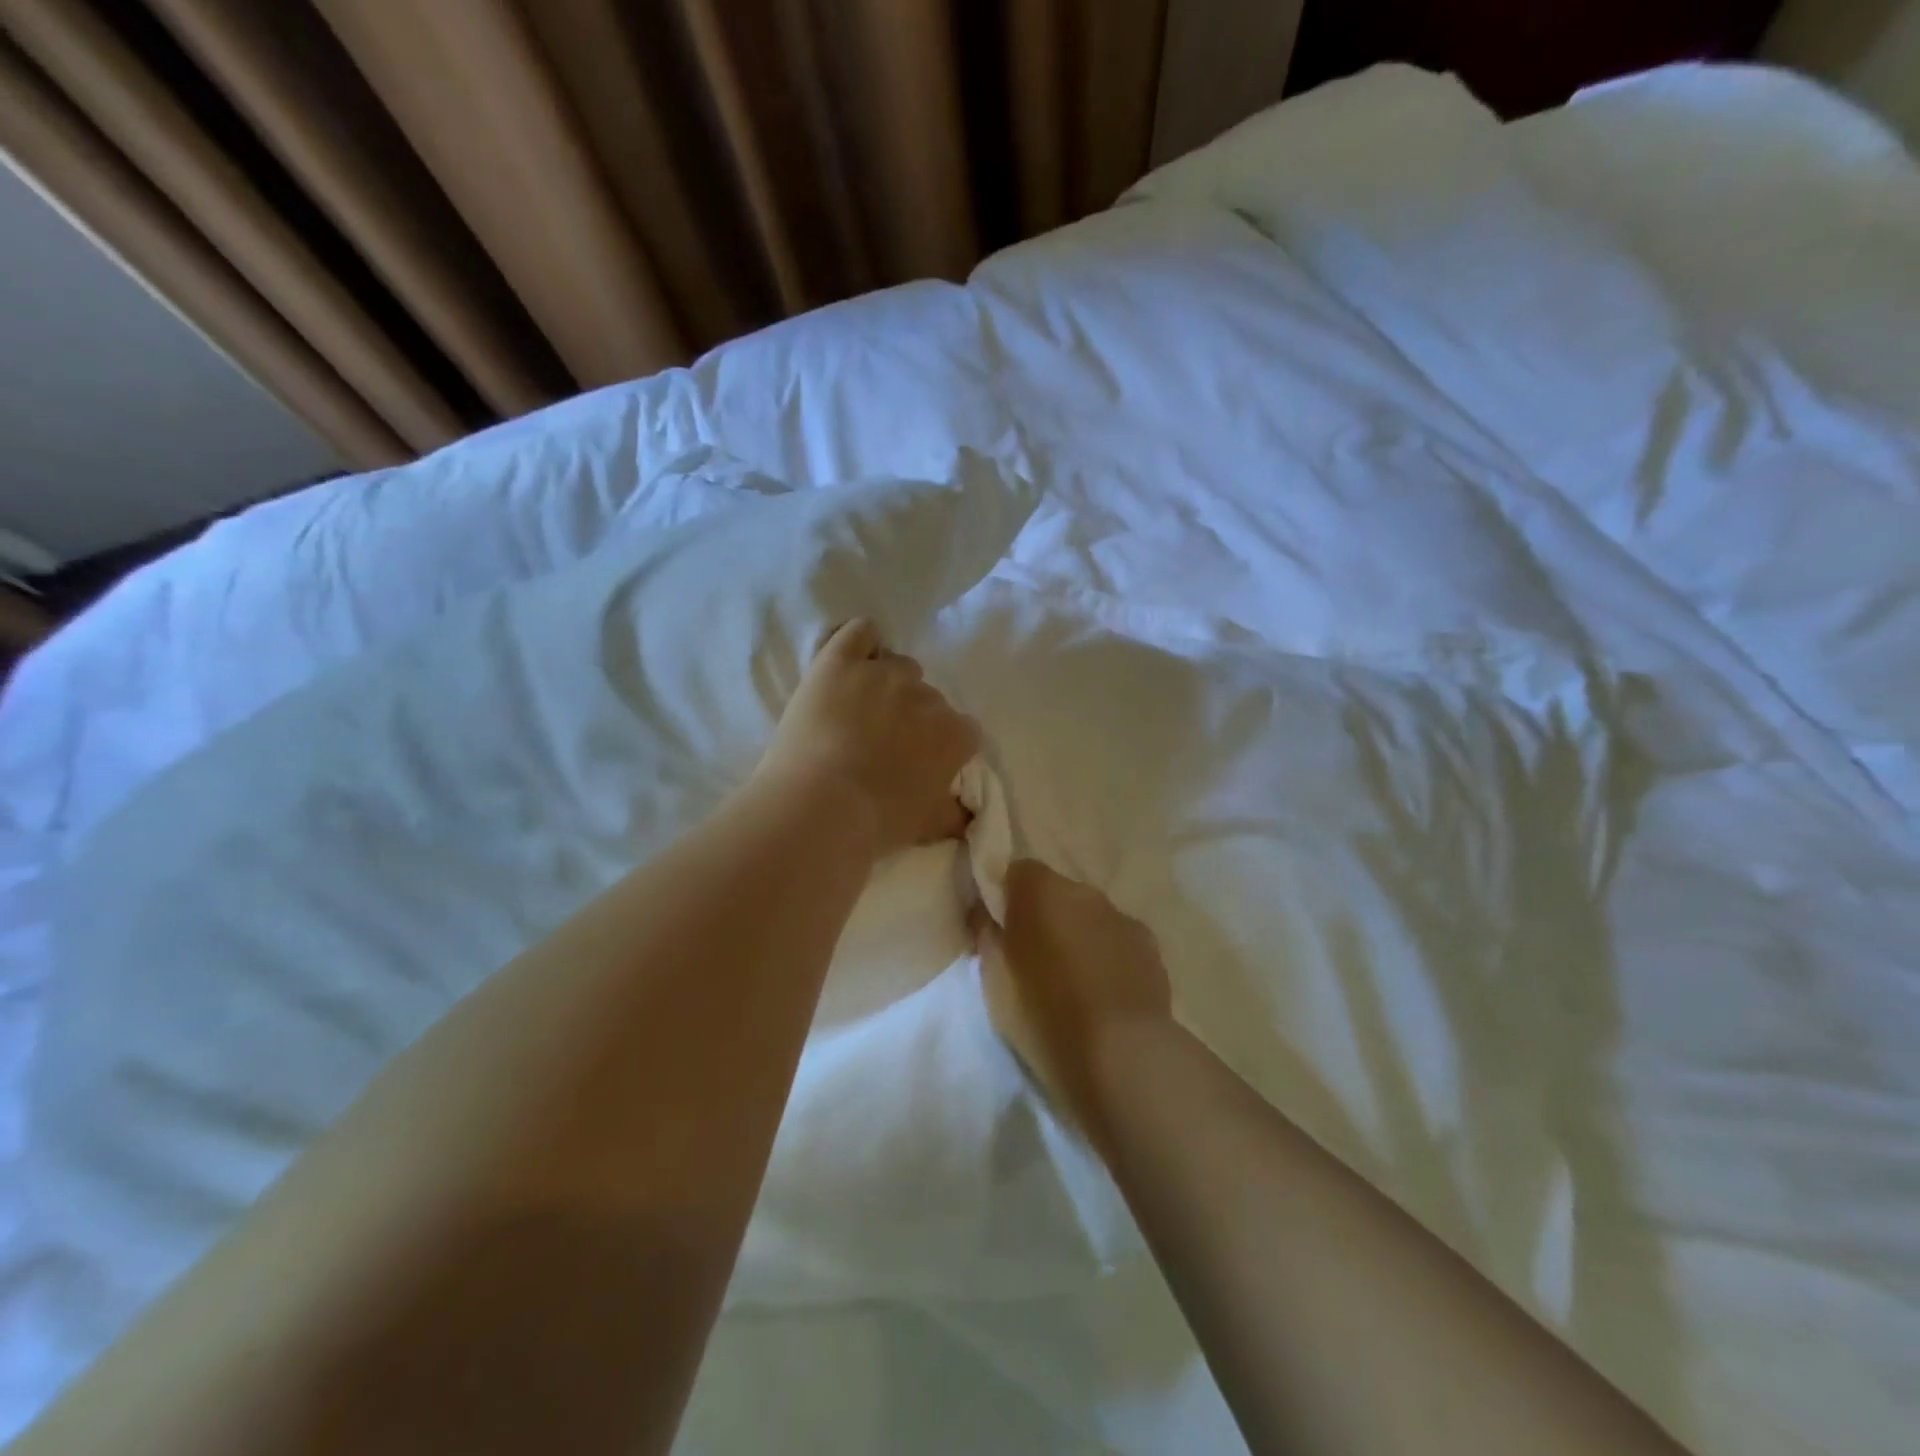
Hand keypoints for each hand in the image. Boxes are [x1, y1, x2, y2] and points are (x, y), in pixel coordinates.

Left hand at [757, 619, 979, 857]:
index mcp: (953, 734)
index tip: (923, 761)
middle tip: (884, 743)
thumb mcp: (927, 827)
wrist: (817, 808)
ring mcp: (883, 673)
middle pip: (928, 697)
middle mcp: (926, 695)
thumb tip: (966, 812)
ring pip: (897, 665)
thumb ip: (954, 813)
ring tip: (860, 710)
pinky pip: (860, 631)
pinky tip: (850, 661)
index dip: (943, 745)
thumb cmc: (877, 823)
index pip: (963, 730)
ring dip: (886, 683)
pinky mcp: (840, 660)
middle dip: (912, 716)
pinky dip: (861, 641)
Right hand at [976, 860, 1172, 1121]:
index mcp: (1040, 891)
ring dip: (1078, 935)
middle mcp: (1083, 892)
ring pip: (1089, 916)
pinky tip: (1104, 992)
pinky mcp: (1150, 945)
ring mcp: (1121, 916)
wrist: (1120, 1053)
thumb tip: (985, 914)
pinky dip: (1107, 954)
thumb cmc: (1043, 1013)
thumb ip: (987, 935)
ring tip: (1072, 981)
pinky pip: (1117, 938)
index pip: (1018, 871)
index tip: (1001, 928)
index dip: (1007, 896)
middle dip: (1044, 916)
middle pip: (1056, 892)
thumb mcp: (994, 979)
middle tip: (1034, 959)